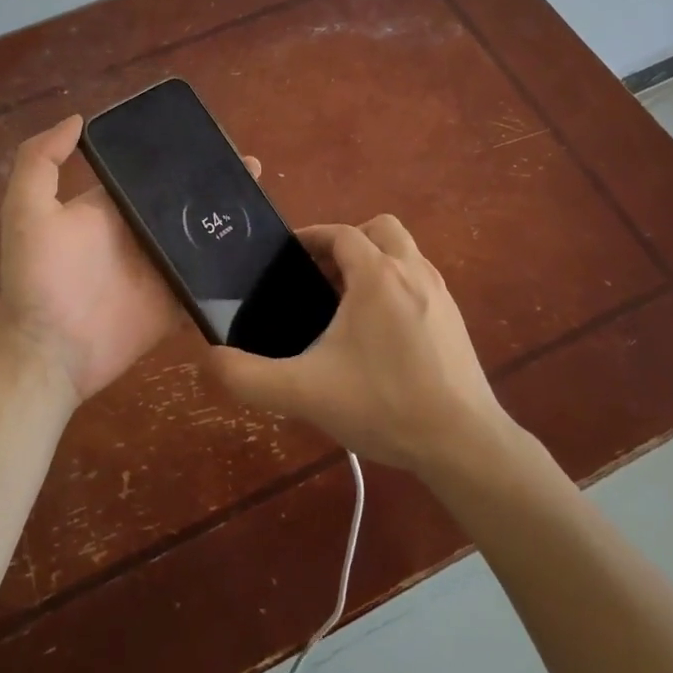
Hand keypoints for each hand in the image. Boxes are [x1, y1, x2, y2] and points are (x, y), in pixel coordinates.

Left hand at [0, 114, 259, 404]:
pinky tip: (260, 248)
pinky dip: (231, 267)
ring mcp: (162, 267)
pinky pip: (209, 279)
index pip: (152, 173)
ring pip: (202, 236)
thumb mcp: (25, 212)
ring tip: (262, 201)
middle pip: (185, 201)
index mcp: (113, 206)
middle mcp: (141, 231)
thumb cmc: (36, 280)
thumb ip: (40, 162)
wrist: (47, 353)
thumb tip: (77, 119)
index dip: (180, 156)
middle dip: (217, 183)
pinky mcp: (176, 300)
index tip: (215, 139)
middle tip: (252, 168)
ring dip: (230, 220)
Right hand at [204, 215, 517, 477]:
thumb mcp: (305, 393)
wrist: (462, 443)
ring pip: (405, 252)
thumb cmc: (383, 405)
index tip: (288, 257)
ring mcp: (440, 293)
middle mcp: (412, 271)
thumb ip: (249, 377)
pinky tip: (381, 333)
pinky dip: (396, 285)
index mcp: (377, 275)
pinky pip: (420, 280)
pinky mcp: (455, 318)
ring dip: (375, 262)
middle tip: (321, 278)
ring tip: (347, 304)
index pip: (340, 233)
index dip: (311, 238)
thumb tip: (209, 360)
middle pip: (379, 229)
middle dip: (348, 243)